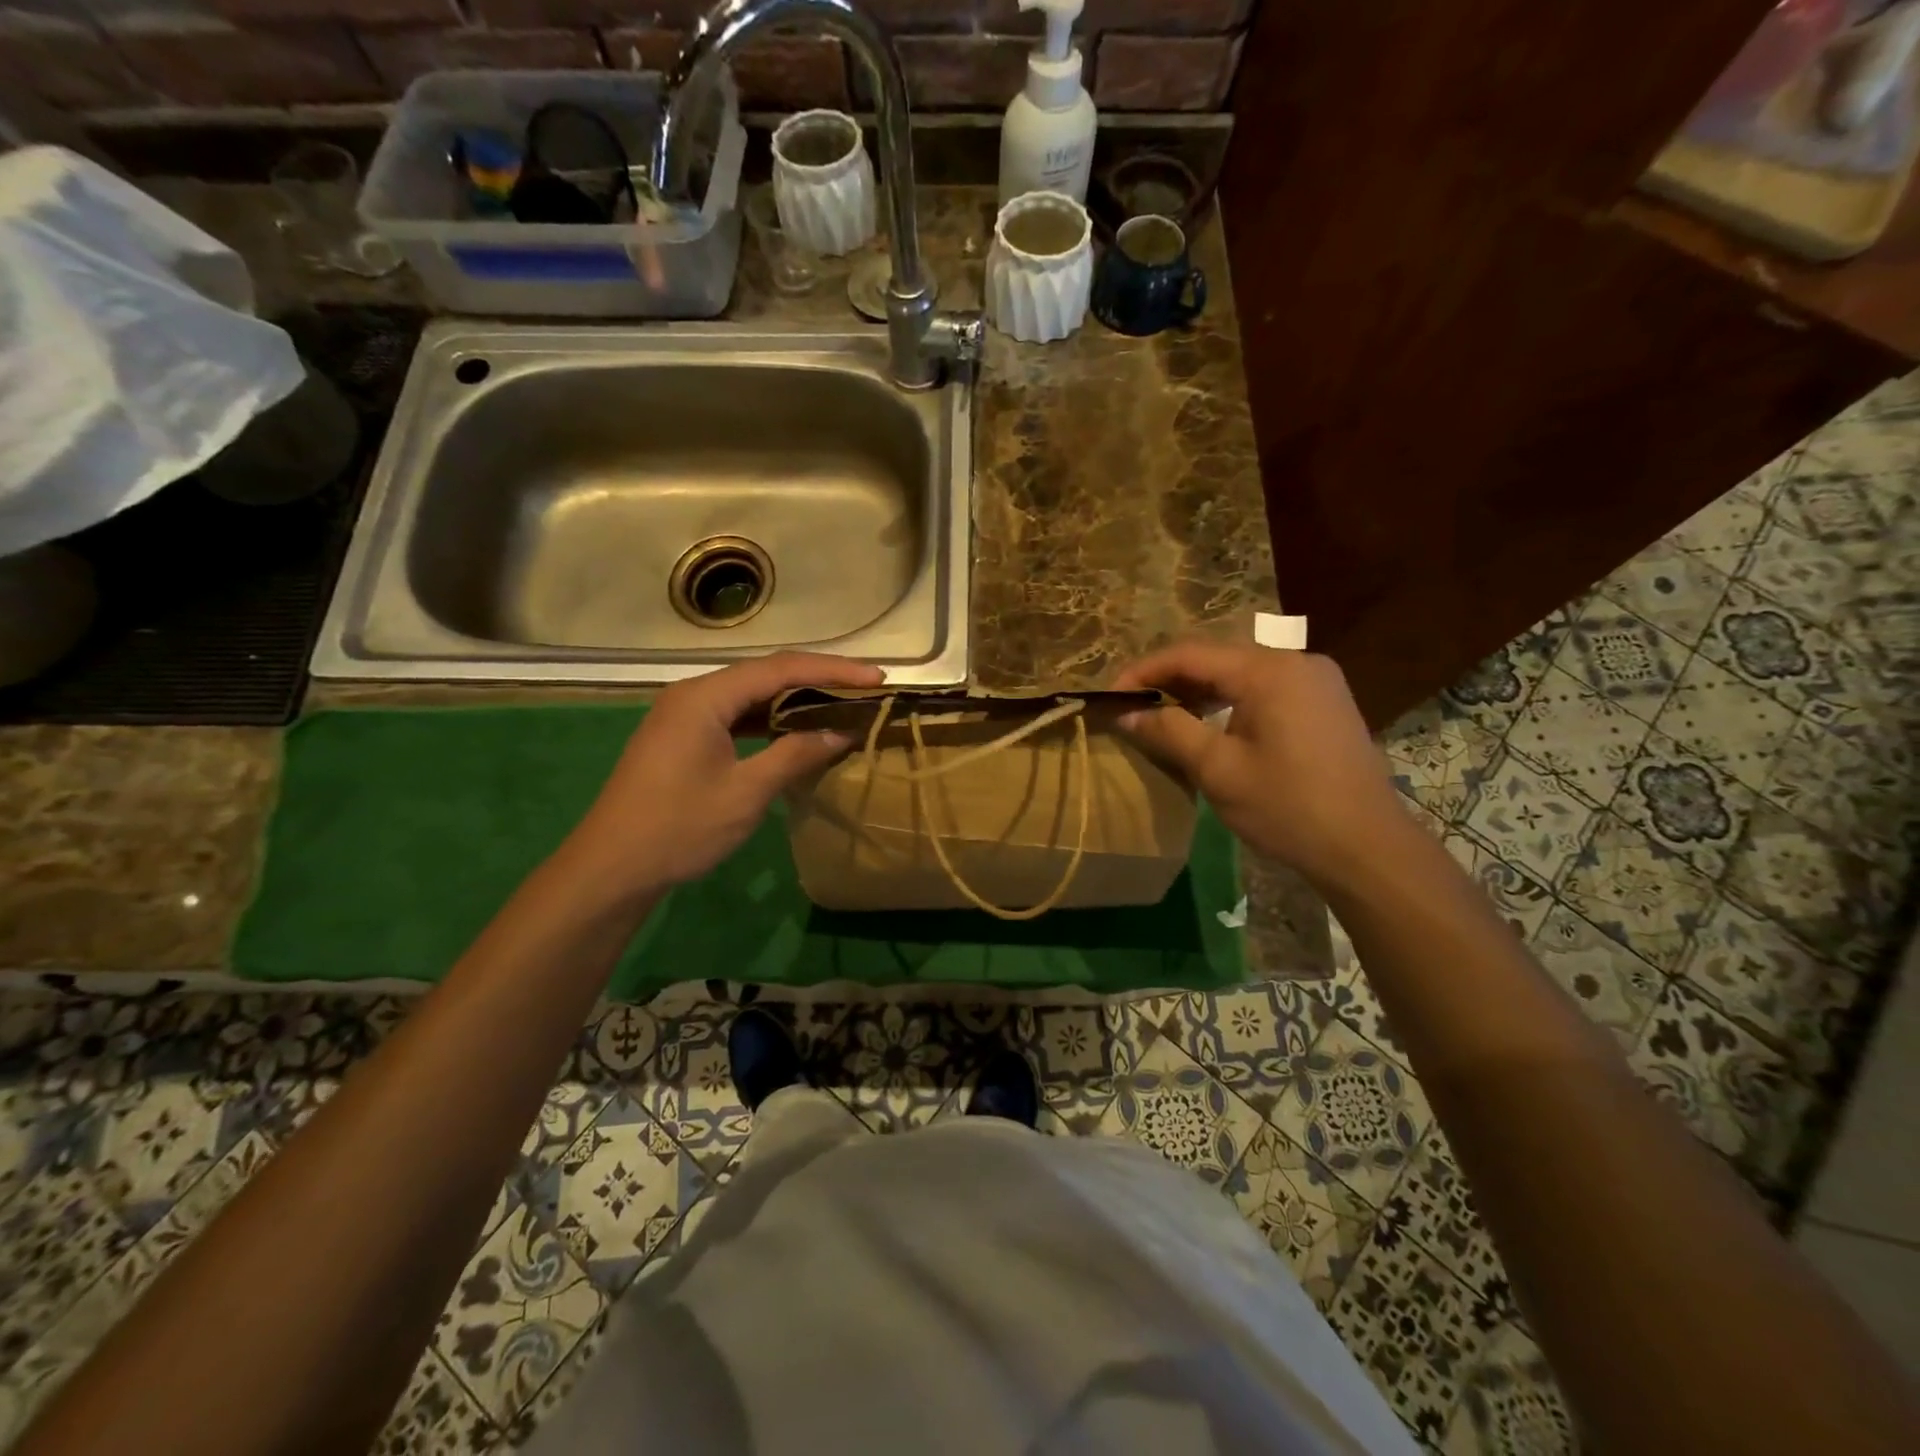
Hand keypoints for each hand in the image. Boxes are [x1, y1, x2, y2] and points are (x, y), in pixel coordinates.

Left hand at [566, 651, 882, 897]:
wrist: (611, 869)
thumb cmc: (679, 828)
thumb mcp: (746, 792)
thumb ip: (795, 754)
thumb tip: (841, 733)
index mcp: (705, 697)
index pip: (781, 669)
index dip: (833, 671)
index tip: (877, 679)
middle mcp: (693, 694)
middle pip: (765, 674)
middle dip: (817, 680)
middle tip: (866, 690)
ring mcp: (684, 715)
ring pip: (751, 695)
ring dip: (795, 700)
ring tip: (841, 706)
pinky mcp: (682, 737)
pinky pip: (736, 716)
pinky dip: (771, 720)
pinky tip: (796, 730)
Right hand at [1113, 641, 1417, 887]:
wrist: (1367, 847)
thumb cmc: (1287, 807)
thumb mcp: (1218, 770)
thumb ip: (1169, 731)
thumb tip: (1126, 714)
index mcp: (1269, 670)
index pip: (1189, 654)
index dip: (1143, 671)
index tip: (1110, 695)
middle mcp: (1296, 660)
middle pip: (1217, 659)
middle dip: (1169, 681)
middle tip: (1132, 708)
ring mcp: (1316, 680)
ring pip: (1241, 674)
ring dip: (1199, 692)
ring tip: (1162, 717)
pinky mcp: (1325, 702)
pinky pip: (1265, 689)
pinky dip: (1229, 701)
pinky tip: (1209, 724)